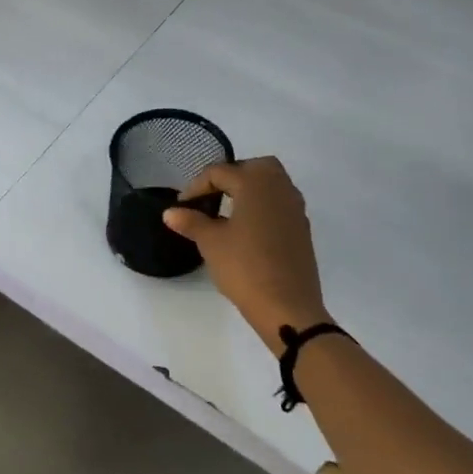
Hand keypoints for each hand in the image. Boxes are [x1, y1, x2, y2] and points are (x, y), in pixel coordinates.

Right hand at [162, 157, 330, 354]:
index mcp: (256, 184)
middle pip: (255, 167)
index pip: (220, 172)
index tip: (182, 206)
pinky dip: (263, 206)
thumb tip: (170, 212)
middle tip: (211, 198)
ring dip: (249, 190)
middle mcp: (280, 188)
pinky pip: (280, 204)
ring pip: (272, 184)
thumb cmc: (244, 267)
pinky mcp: (302, 229)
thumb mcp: (210, 243)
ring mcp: (295, 209)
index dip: (196, 186)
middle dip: (231, 177)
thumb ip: (191, 222)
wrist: (286, 306)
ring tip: (227, 212)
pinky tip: (247, 230)